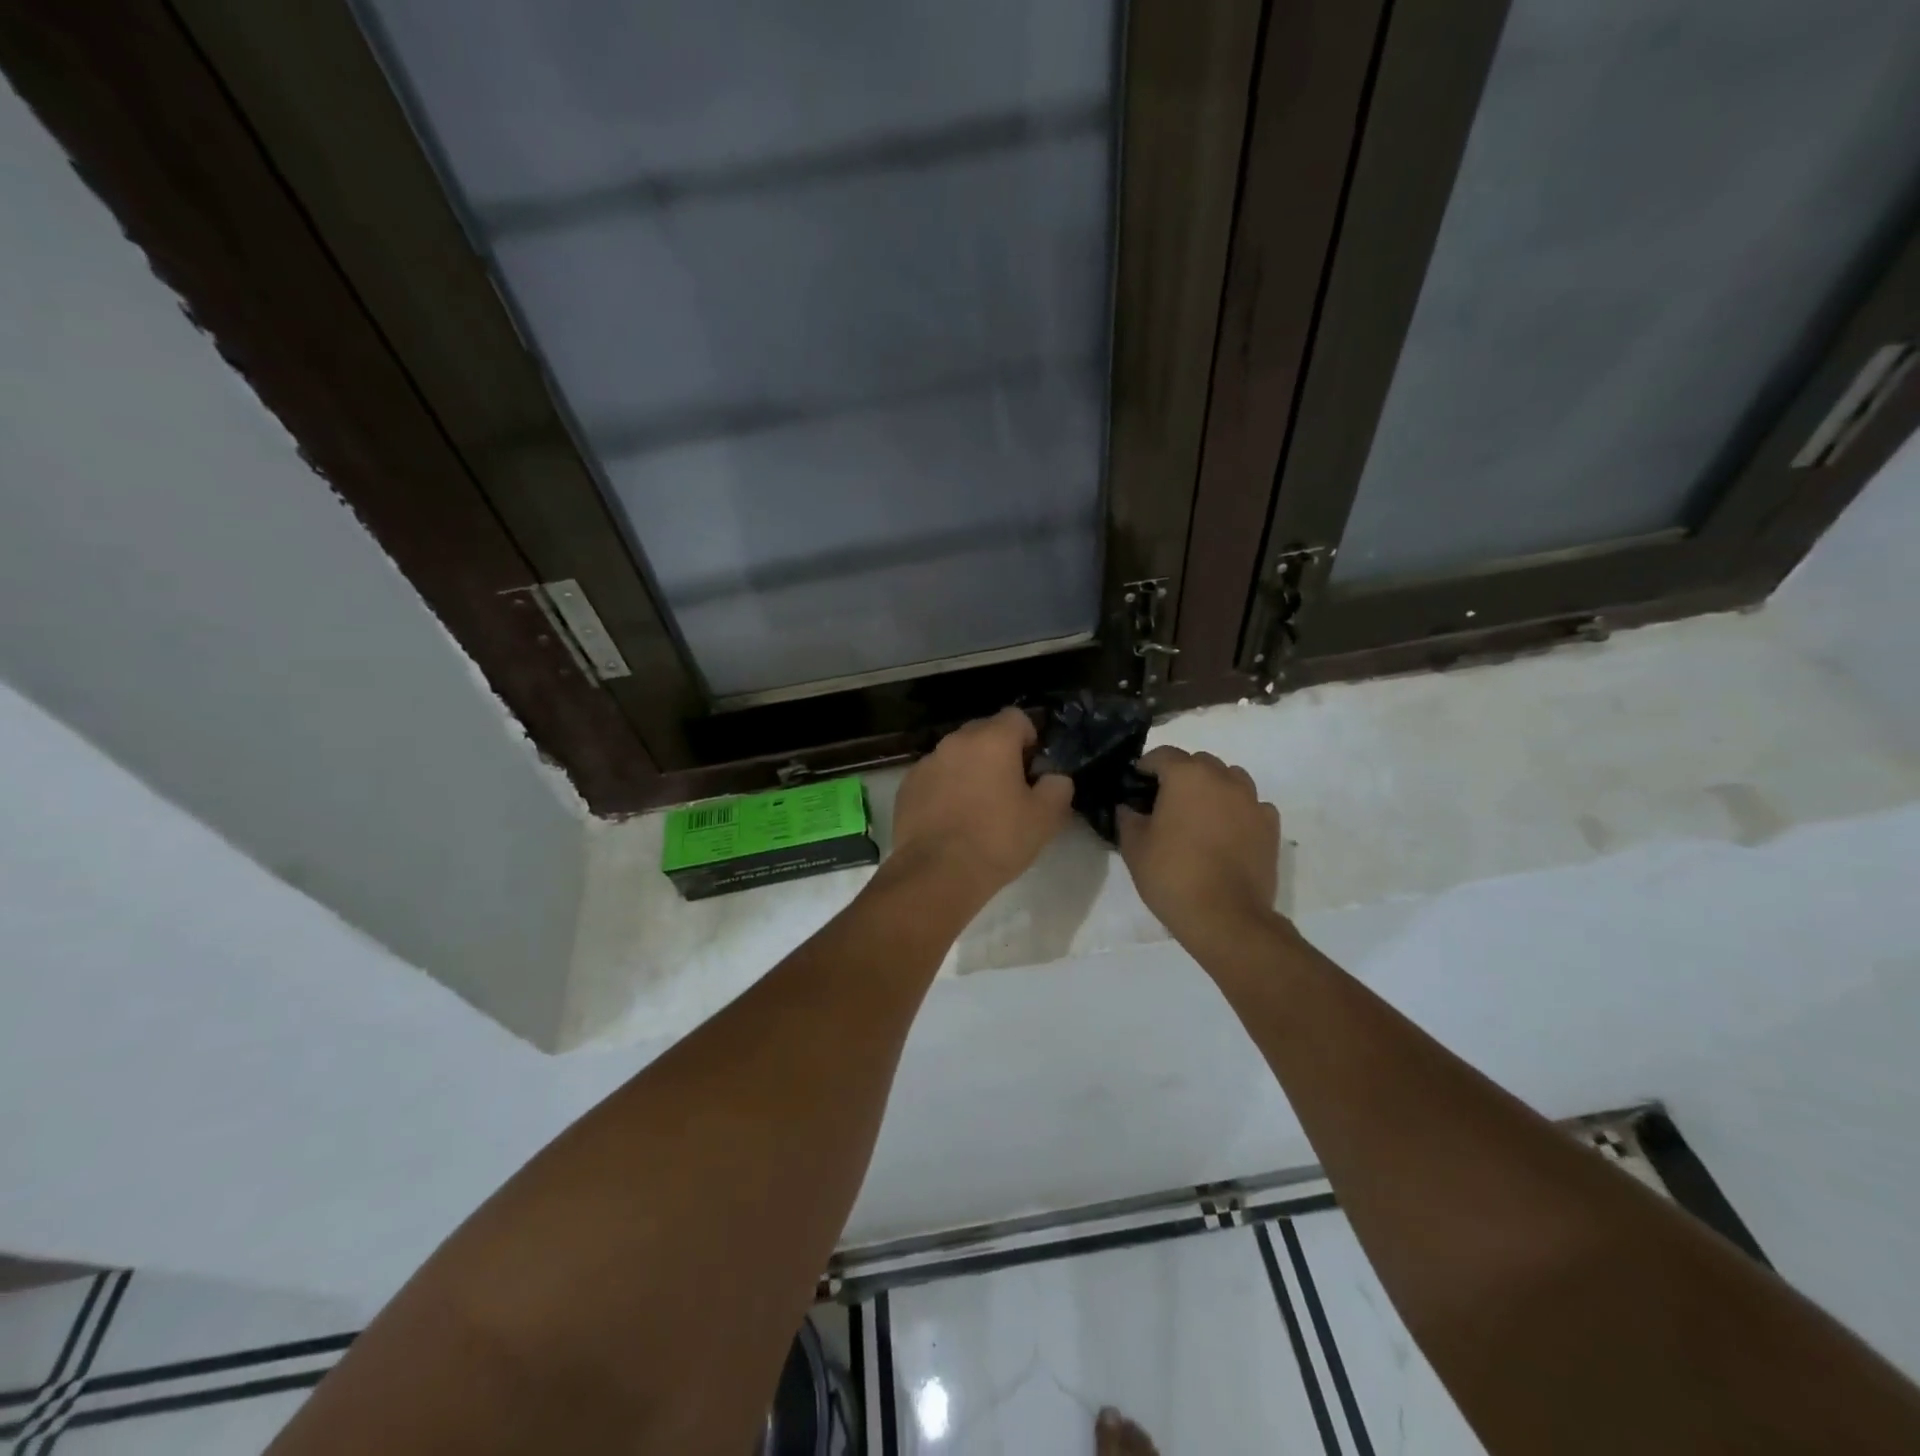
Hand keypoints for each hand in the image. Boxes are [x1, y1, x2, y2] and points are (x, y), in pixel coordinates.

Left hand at [889, 708, 1074, 904]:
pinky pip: (934, 778)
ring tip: (978, 808)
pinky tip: (951, 821)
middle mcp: (955, 742)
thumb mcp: (1045, 818)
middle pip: (983, 733)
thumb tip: (1053, 778)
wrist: (936, 874)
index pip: (1016, 717)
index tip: (1032, 769)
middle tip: (1009, 790)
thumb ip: (1057, 787)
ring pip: (956, 756)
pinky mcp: (906, 787)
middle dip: (999, 753)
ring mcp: (926, 763)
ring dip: (969, 771)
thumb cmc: (997, 840)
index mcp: (992, 740)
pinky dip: (945, 789)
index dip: (1029, 739)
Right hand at [1118, 747, 1281, 951]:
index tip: (1135, 783)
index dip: (1146, 766)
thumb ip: (1128, 819)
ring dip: (1213, 787)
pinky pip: (1252, 805)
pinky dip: (1238, 810)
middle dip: (1181, 774)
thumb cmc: (1172, 875)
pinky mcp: (1270, 826)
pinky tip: (1228, 831)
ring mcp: (1252, 801)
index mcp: (1187, 776)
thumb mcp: (1134, 847)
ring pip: (1230, 778)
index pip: (1163, 755)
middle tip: (1166, 801)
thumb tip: (1128, 807)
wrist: (1225, 916)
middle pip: (1199, 762)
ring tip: (1200, 813)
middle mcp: (1223, 779)